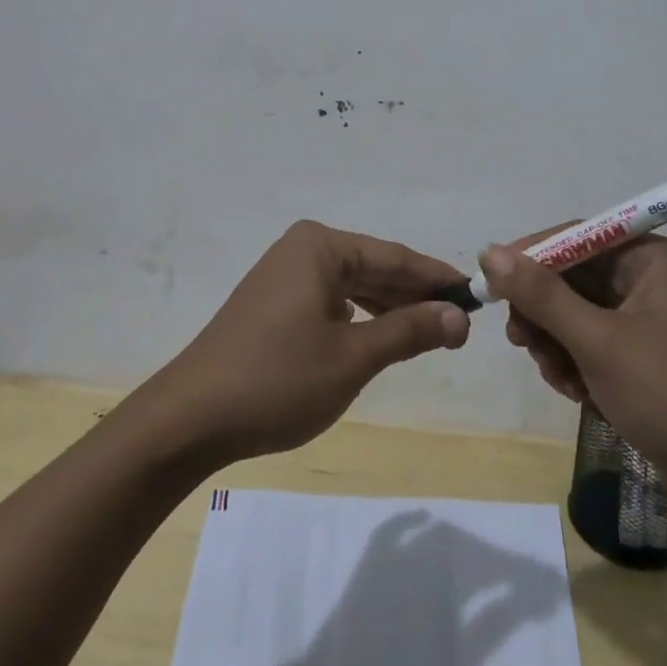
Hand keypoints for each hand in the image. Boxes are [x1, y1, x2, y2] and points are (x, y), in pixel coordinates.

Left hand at [140, 221, 470, 464]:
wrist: (190, 418)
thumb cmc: (277, 379)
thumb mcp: (352, 357)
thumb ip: (408, 331)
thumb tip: (458, 317)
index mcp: (321, 247)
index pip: (394, 256)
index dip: (437, 278)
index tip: (476, 296)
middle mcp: (302, 250)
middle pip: (374, 268)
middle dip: (415, 296)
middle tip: (459, 324)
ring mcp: (284, 276)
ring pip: (352, 286)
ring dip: (389, 309)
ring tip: (429, 334)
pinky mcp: (273, 304)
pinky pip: (330, 301)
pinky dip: (359, 318)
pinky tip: (378, 337)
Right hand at [481, 234, 666, 524]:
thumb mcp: (599, 342)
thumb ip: (542, 295)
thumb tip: (490, 252)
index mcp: (652, 258)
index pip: (576, 237)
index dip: (530, 257)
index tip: (489, 283)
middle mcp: (651, 278)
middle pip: (573, 277)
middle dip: (544, 312)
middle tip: (521, 341)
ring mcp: (649, 319)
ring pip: (577, 313)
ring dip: (557, 343)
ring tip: (556, 376)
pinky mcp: (646, 356)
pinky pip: (593, 342)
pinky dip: (576, 363)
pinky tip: (575, 391)